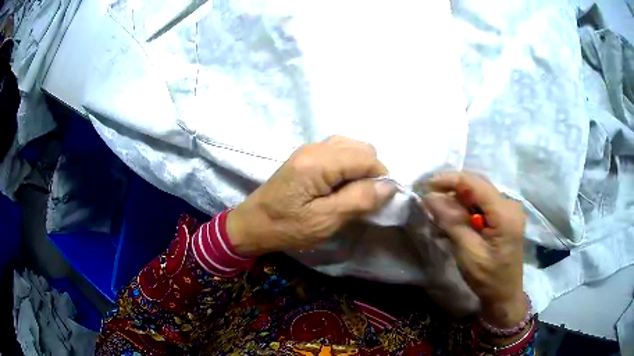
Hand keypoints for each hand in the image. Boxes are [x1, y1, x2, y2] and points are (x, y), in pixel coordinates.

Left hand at [227, 136, 395, 256]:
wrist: (252, 224)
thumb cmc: (286, 227)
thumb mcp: (325, 220)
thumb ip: (358, 200)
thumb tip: (389, 185)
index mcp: (319, 162)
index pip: (366, 157)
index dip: (380, 177)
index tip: (376, 201)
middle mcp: (315, 147)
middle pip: (361, 147)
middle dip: (371, 171)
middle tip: (363, 198)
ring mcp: (309, 149)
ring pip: (351, 146)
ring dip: (360, 167)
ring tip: (352, 191)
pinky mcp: (306, 156)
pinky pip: (338, 150)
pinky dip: (348, 164)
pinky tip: (340, 184)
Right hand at [423, 172, 525, 327]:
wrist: (504, 295)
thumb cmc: (488, 278)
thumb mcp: (468, 252)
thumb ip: (452, 222)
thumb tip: (430, 197)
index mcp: (505, 213)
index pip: (476, 183)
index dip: (450, 180)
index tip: (427, 185)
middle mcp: (509, 205)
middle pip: (477, 186)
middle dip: (452, 189)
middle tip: (429, 199)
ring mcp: (507, 211)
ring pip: (478, 195)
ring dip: (457, 200)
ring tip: (437, 212)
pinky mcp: (503, 218)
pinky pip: (481, 206)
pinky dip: (465, 210)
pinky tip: (452, 221)